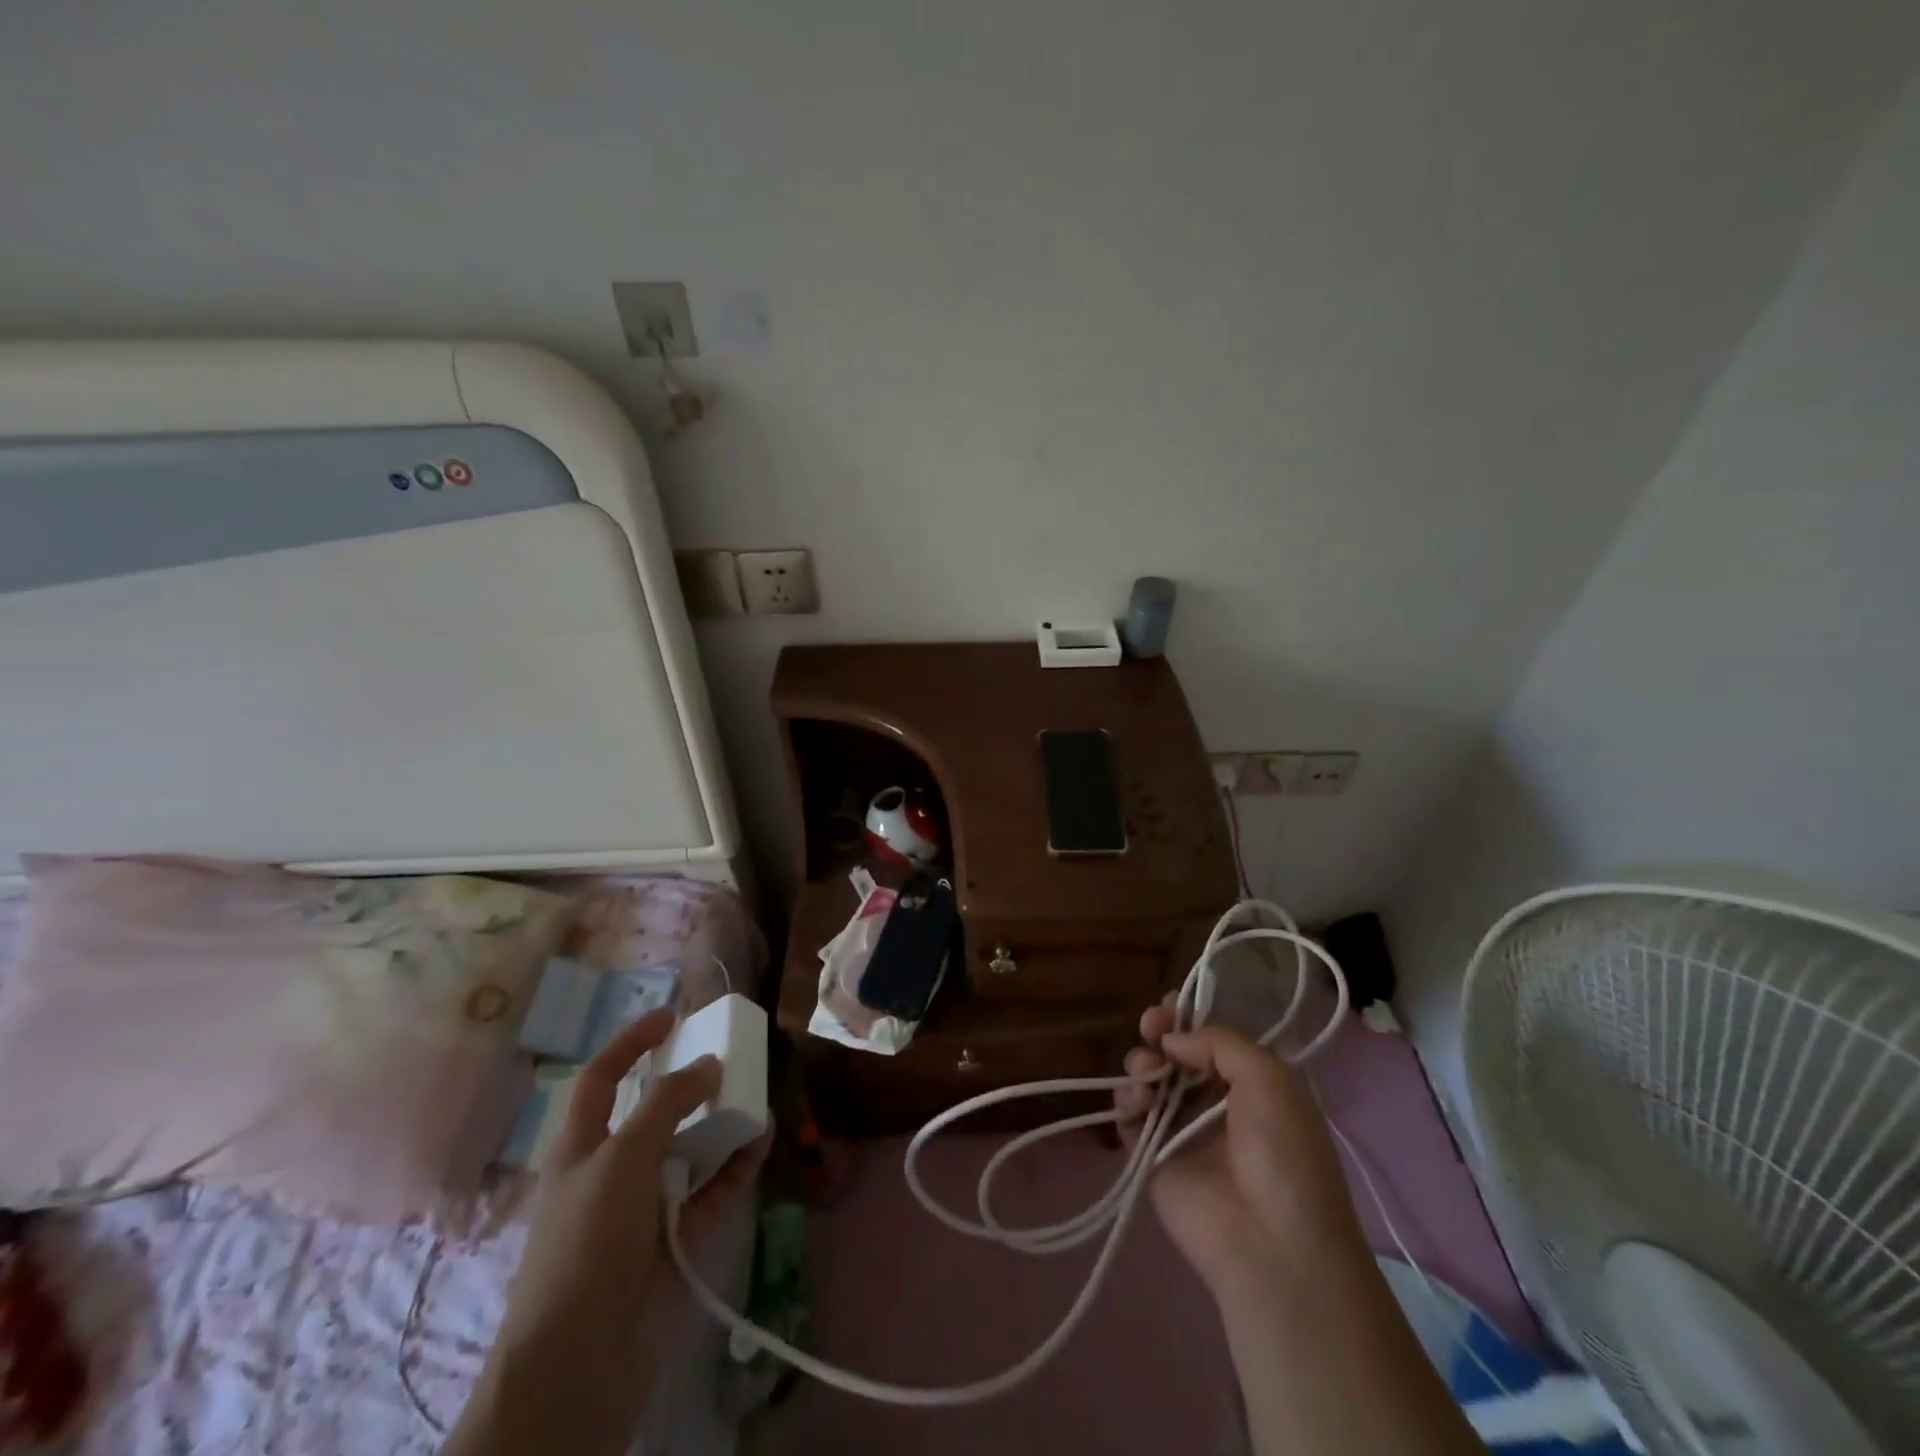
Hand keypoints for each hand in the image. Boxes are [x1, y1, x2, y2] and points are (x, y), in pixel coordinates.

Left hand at [447, 1008, 767, 1455]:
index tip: (670, 1015)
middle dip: (688, 1084)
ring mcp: (647, 1206)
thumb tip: (708, 1065)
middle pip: (653, 1113)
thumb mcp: (622, 1156)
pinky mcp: (678, 1238)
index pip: (601, 1078)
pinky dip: (737, 1164)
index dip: (631, 1043)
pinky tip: (761, 1139)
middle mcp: (613, 1171)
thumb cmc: (588, 1239)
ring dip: (721, 1123)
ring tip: (755, 1094)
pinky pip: (714, 1189)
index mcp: (581, 1147)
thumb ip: (667, 1103)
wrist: (583, 1357)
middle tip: (728, 1058)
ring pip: (690, 1150)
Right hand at [1115, 998, 1366, 1294]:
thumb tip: (1172, 1039)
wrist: (1273, 1241)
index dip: (1186, 1017)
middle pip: (1173, 1053)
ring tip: (1148, 1071)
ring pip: (1148, 1078)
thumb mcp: (1268, 1076)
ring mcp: (1180, 1130)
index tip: (1168, 1003)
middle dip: (1158, 1031)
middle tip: (1150, 1025)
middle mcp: (1213, 1102)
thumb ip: (1217, 1041)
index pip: (1208, 1038)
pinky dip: (1127, 1099)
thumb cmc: (1283, 1151)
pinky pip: (1129, 1116)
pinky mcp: (1152, 1158)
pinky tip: (1138, 1099)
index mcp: (1248, 1082)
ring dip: (1142, 1062)